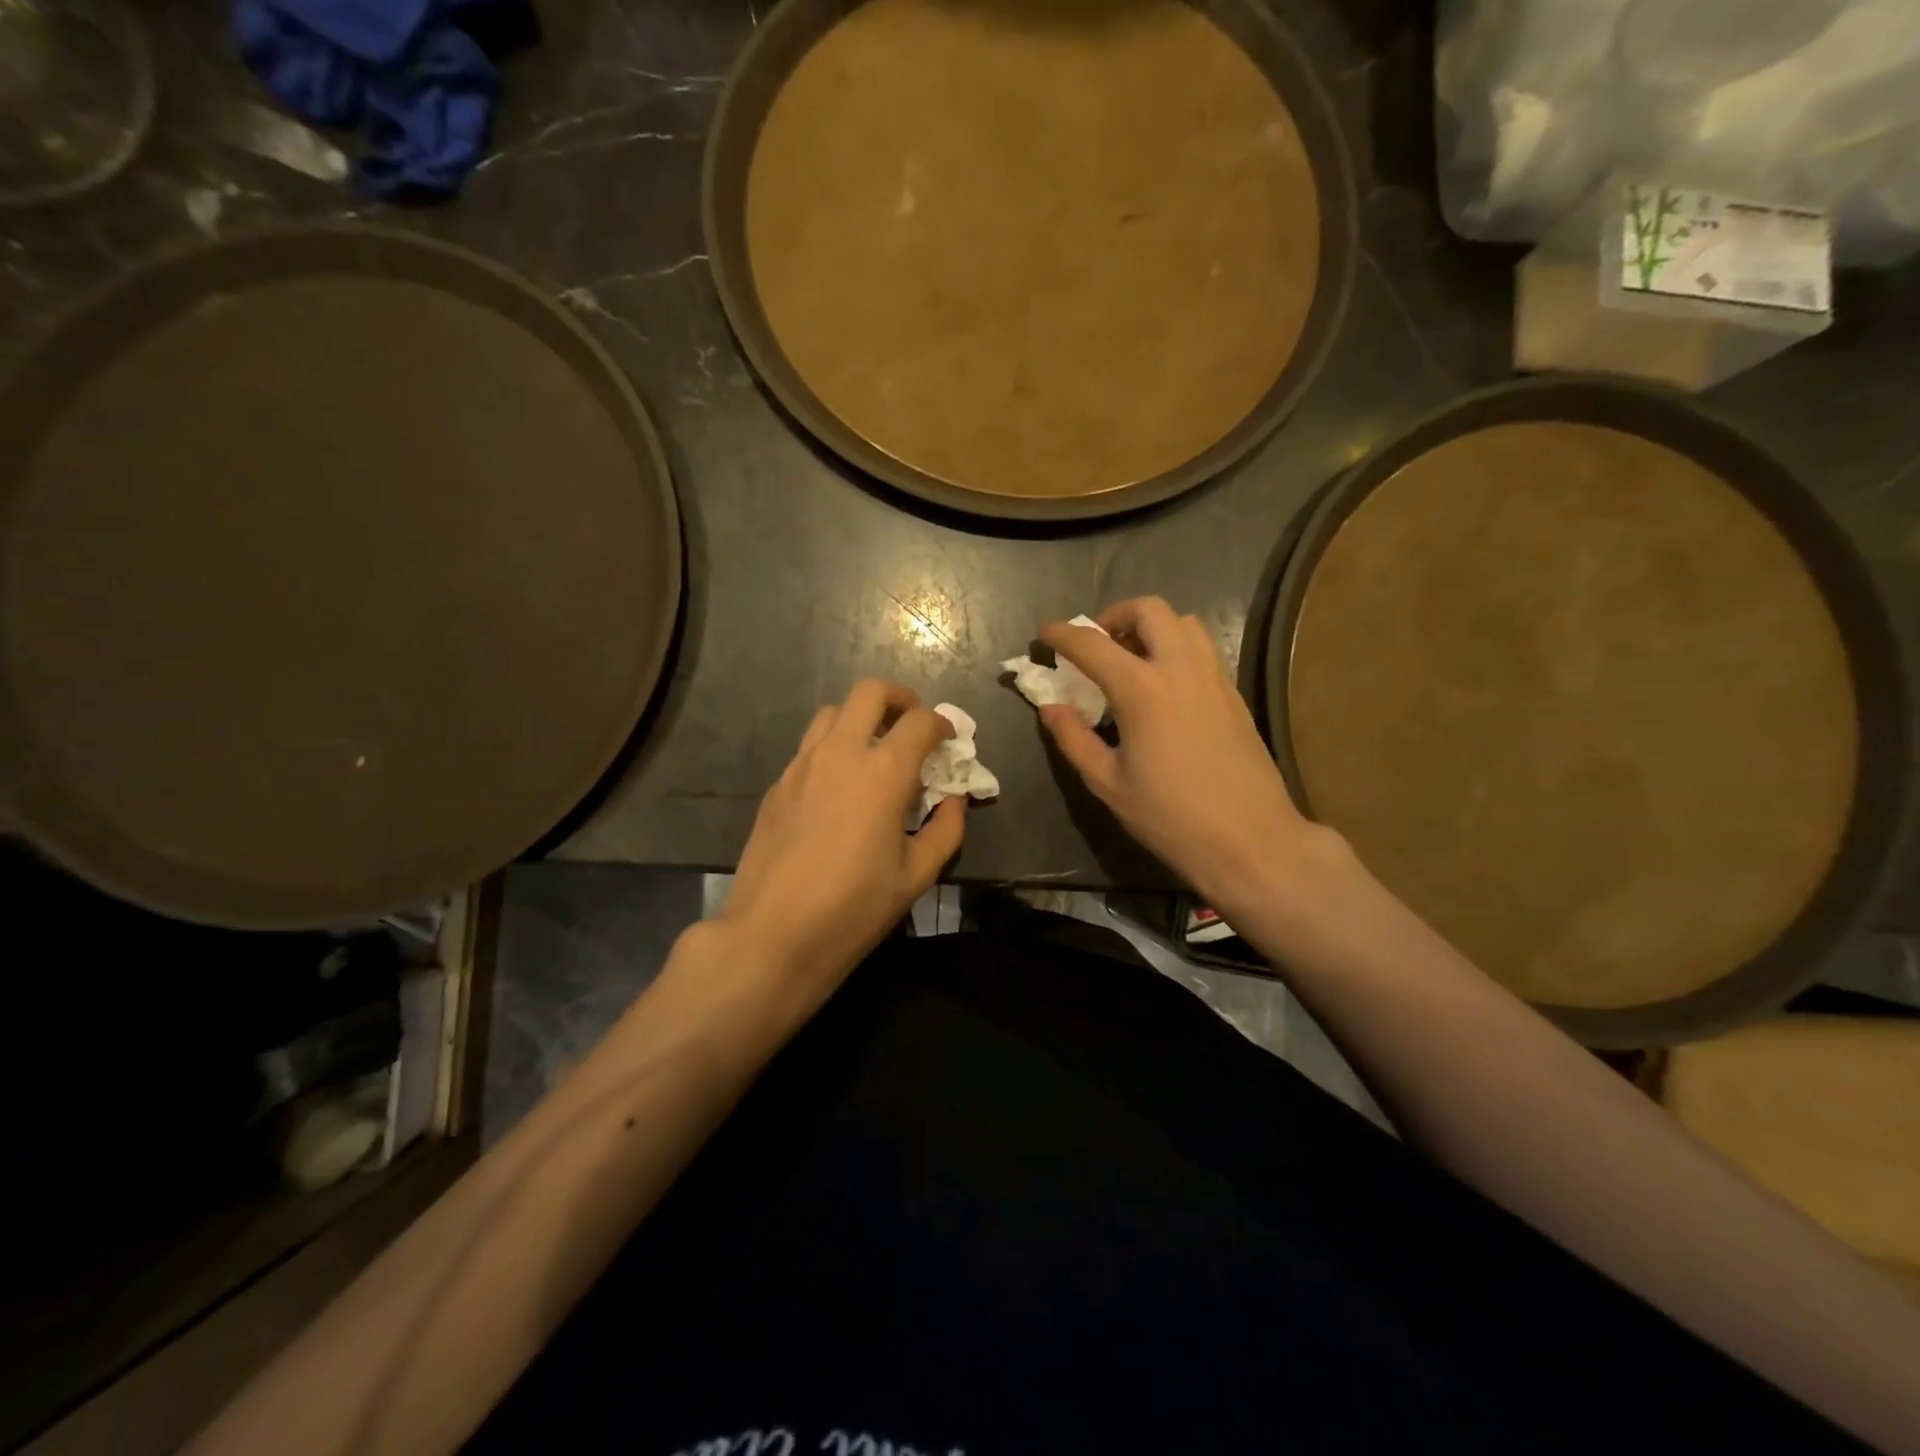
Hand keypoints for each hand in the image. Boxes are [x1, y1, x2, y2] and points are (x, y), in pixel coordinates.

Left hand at [716, 679, 964, 995]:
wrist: (773, 933)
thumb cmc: (854, 907)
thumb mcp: (917, 874)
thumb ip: (946, 829)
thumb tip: (954, 800)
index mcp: (883, 771)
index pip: (920, 721)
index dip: (942, 724)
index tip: (949, 740)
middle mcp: (841, 753)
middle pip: (870, 692)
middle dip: (899, 699)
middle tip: (912, 725)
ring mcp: (802, 764)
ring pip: (833, 712)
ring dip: (860, 718)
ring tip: (874, 750)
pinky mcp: (778, 784)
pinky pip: (810, 746)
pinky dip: (833, 747)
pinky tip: (839, 786)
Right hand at [1039, 597, 1322, 910]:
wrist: (1250, 840)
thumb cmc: (1170, 816)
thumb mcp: (1108, 782)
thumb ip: (1074, 738)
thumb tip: (1051, 707)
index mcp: (1141, 689)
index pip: (1092, 644)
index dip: (1063, 634)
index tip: (1045, 633)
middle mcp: (1180, 668)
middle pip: (1149, 610)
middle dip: (1115, 615)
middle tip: (1097, 644)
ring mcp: (1213, 677)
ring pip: (1183, 622)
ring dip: (1151, 627)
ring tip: (1131, 658)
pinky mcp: (1233, 693)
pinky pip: (1202, 648)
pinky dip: (1175, 647)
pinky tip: (1163, 685)